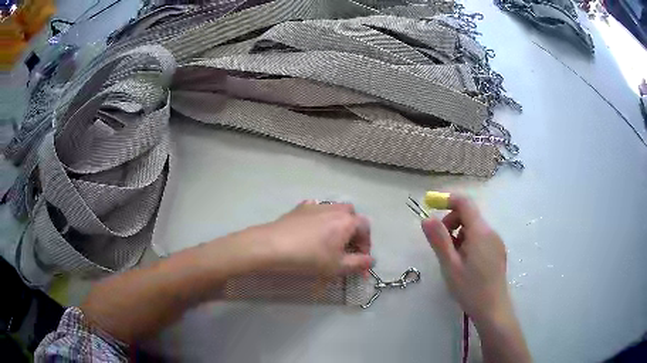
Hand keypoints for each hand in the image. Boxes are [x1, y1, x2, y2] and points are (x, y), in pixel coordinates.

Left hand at [257, 201, 373, 275]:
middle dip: (354, 231)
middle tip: (347, 249)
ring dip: (338, 223)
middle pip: (352, 215)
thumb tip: (371, 260)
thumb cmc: (309, 258)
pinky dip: (321, 219)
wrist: (272, 246)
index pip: (366, 229)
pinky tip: (313, 231)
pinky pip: (317, 210)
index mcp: (347, 221)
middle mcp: (334, 209)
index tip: (360, 261)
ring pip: (335, 210)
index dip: (366, 245)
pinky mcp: (300, 208)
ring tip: (331, 240)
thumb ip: (358, 263)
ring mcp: (316, 206)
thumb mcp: (337, 266)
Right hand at [421, 194, 509, 323]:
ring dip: (459, 235)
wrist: (493, 309)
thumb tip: (426, 218)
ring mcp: (496, 242)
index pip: (464, 203)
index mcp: (480, 232)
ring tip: (452, 259)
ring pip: (474, 227)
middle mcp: (491, 232)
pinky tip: (464, 263)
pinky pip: (481, 238)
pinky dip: (468, 242)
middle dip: (451, 222)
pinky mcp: (497, 251)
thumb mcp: (450, 265)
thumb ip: (439, 240)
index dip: (447, 200)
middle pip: (469, 214)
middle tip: (441, 245)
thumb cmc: (470, 288)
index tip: (431, 208)